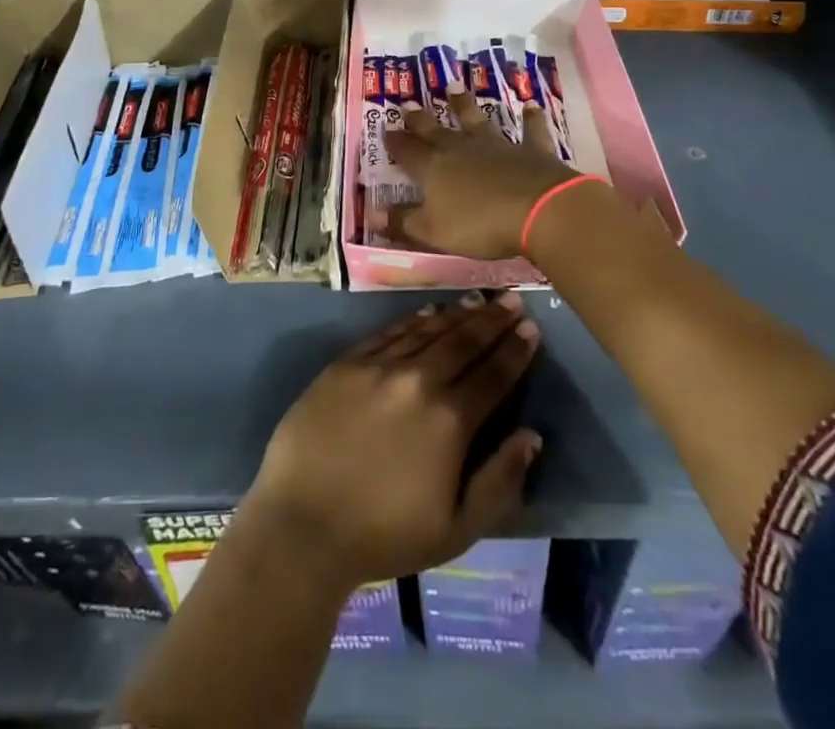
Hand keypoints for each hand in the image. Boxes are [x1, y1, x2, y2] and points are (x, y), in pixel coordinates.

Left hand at [244, 296, 543, 588]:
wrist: (303, 523)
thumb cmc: (384, 535)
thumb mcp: (457, 529)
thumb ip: (500, 481)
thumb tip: (532, 436)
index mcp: (450, 420)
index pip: (493, 375)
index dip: (515, 350)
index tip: (531, 328)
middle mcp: (419, 380)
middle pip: (464, 342)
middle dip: (492, 320)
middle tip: (512, 299)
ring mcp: (380, 366)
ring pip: (428, 330)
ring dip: (457, 314)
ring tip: (477, 299)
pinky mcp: (347, 363)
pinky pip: (389, 332)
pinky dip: (413, 320)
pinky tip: (427, 311)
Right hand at [380, 92, 586, 259]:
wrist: (538, 210)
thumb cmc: (480, 225)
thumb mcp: (434, 232)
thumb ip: (404, 222)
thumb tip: (373, 215)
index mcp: (434, 169)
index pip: (408, 152)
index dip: (396, 142)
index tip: (385, 129)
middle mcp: (462, 149)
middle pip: (436, 131)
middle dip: (420, 119)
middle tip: (408, 104)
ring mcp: (498, 146)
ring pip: (477, 121)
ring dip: (465, 106)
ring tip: (455, 88)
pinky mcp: (531, 150)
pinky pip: (530, 131)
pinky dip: (531, 119)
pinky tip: (531, 106)